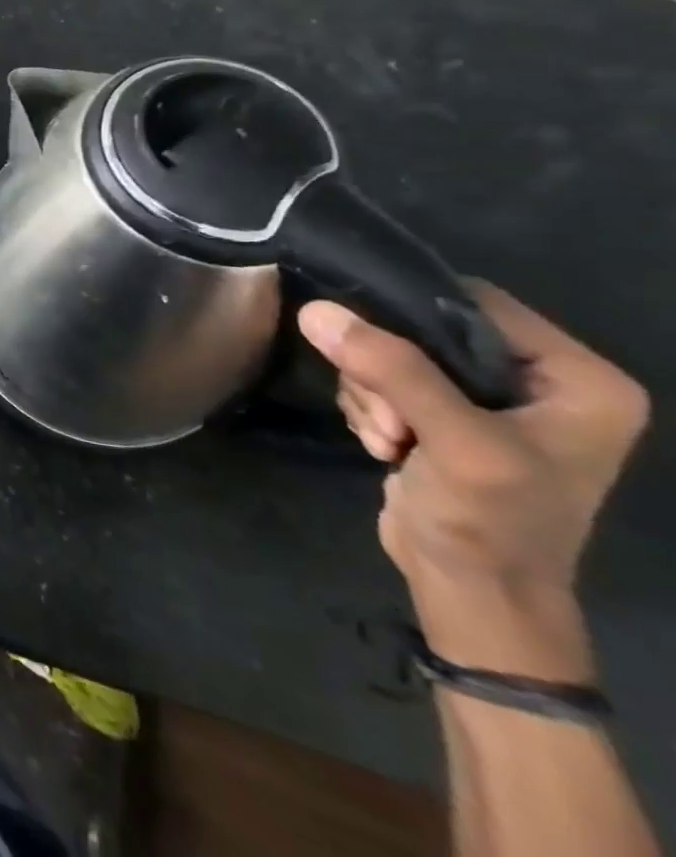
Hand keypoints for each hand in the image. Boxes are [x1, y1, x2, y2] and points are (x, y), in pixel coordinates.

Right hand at [299, 289, 647, 675]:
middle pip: (425, 329)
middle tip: (390, 418)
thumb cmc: (493, 521)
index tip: (367, 343)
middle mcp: (540, 382)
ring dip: (371, 392)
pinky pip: (383, 380)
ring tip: (389, 438)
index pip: (475, 302)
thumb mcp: (453, 442)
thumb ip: (391, 370)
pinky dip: (370, 407)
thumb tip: (316, 310)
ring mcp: (489, 402)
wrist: (473, 593)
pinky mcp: (445, 418)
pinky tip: (384, 444)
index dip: (411, 312)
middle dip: (385, 368)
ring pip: (393, 354)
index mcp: (578, 379)